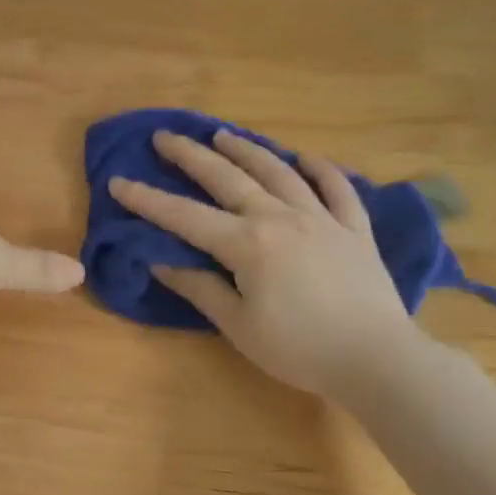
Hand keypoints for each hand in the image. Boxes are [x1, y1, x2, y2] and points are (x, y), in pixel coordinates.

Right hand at [108, 128, 422, 398]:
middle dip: (191, 156)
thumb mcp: (238, 326)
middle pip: (228, 178)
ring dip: (247, 150)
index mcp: (246, 243)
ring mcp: (321, 218)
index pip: (185, 216)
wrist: (377, 360)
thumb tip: (161, 261)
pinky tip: (306, 157)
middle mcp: (280, 218)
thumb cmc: (299, 349)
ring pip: (278, 172)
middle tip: (166, 136)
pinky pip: (337, 189)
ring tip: (224, 135)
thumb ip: (200, 288)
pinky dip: (321, 169)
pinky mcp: (354, 229)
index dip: (148, 199)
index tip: (118, 181)